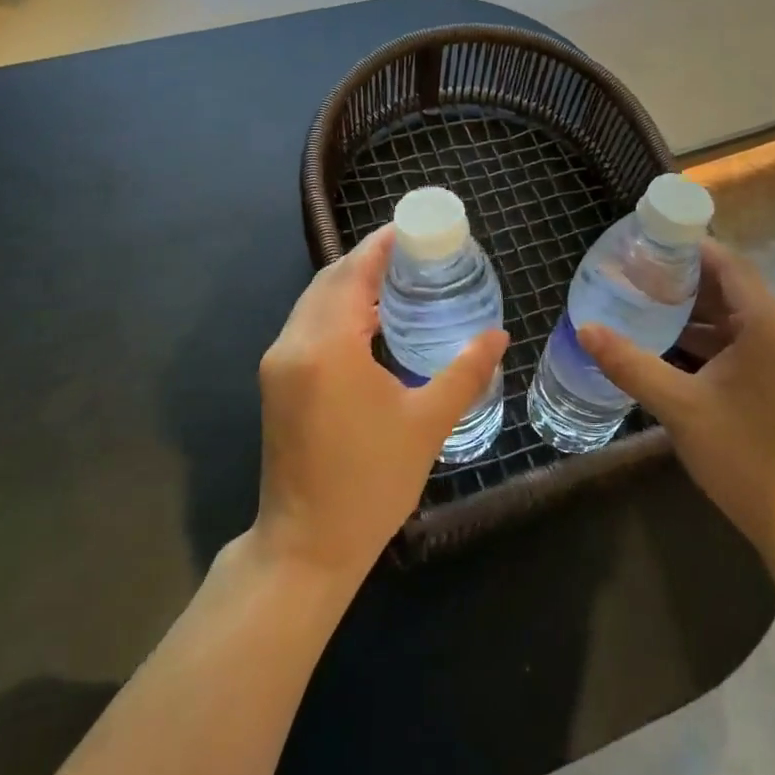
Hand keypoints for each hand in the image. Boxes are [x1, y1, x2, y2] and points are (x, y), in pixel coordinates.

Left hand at [255, 225, 508, 586]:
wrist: (307, 545)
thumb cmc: (371, 483)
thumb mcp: (428, 423)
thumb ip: (465, 371)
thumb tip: (498, 335)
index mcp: (327, 347)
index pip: (352, 273)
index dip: (380, 245)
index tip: (412, 228)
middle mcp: (293, 345)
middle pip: (329, 281)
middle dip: (367, 260)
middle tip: (414, 254)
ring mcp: (278, 364)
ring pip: (313, 303)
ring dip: (349, 285)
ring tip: (398, 281)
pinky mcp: (276, 383)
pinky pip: (307, 326)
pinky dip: (336, 311)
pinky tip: (370, 322)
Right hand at [578, 240, 774, 569]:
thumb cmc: (741, 455)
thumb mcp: (678, 406)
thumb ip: (629, 363)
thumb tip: (584, 329)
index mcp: (770, 324)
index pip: (728, 264)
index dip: (688, 248)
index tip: (646, 242)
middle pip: (731, 286)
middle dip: (684, 278)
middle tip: (635, 271)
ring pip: (736, 314)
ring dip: (695, 308)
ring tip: (643, 300)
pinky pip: (742, 339)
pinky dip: (709, 335)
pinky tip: (669, 340)